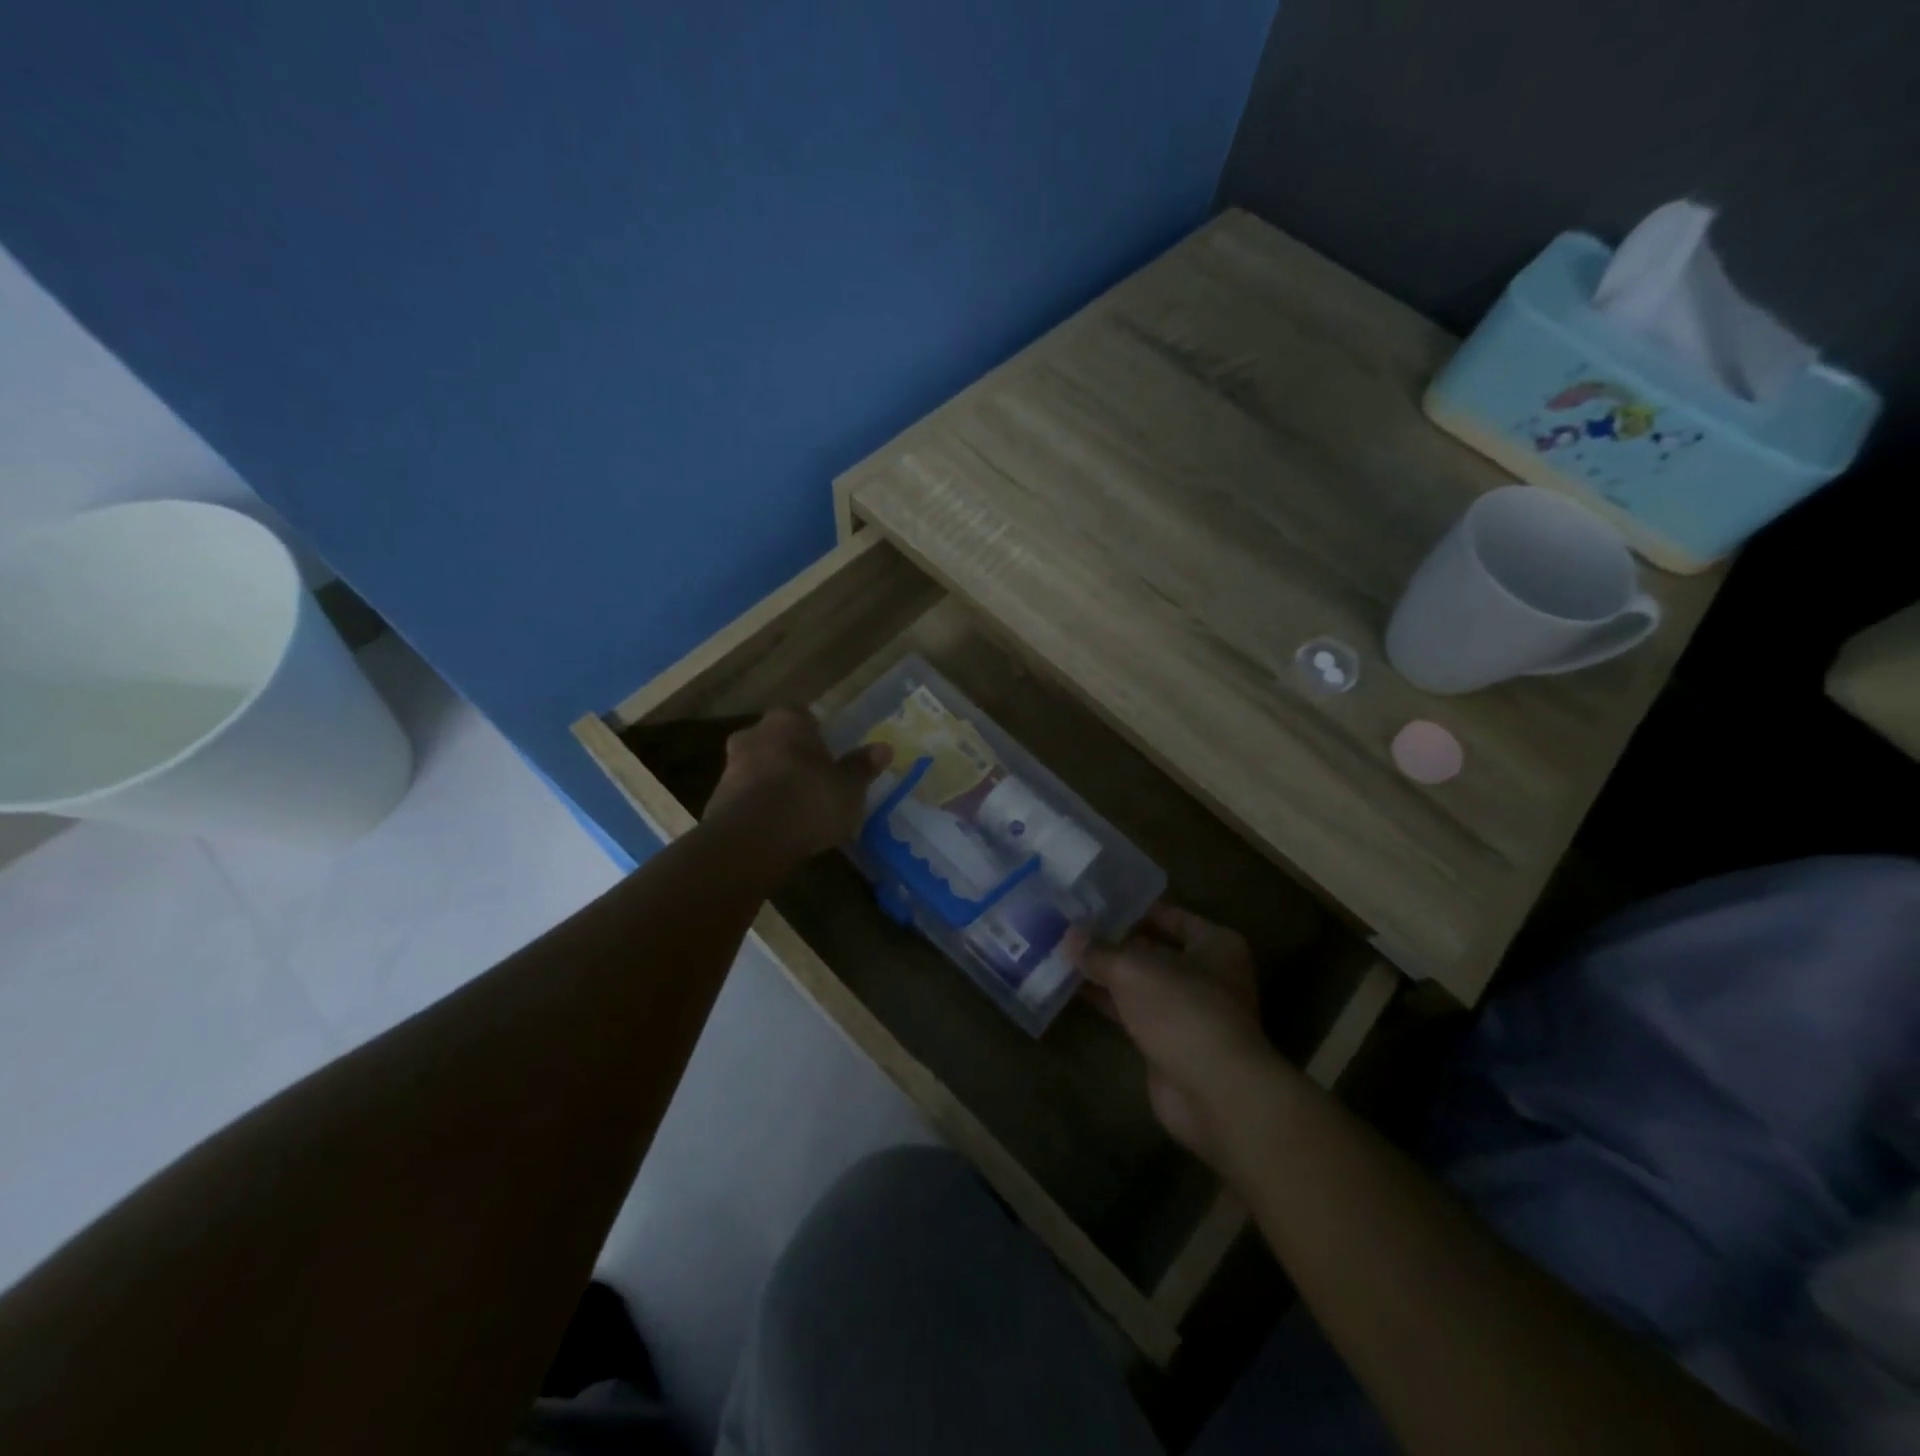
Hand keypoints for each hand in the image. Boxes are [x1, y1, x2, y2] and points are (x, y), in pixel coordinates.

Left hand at [704, 708, 891, 860]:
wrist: (751, 840)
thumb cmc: (809, 799)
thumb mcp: (849, 786)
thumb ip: (862, 766)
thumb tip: (884, 748)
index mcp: (787, 721)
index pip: (801, 714)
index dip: (815, 732)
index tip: (828, 752)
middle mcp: (754, 735)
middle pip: (776, 740)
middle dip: (791, 756)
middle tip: (813, 778)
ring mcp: (730, 768)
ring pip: (757, 768)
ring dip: (773, 782)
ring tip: (797, 808)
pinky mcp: (716, 802)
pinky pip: (745, 797)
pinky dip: (759, 807)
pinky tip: (777, 828)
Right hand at [1079, 905, 1283, 1184]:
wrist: (1213, 1092)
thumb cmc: (1182, 1010)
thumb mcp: (1133, 968)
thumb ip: (1099, 951)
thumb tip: (1069, 936)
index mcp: (1215, 944)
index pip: (1169, 915)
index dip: (1131, 909)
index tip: (1092, 903)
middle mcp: (1207, 974)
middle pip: (1153, 949)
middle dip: (1113, 942)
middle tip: (1070, 927)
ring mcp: (1188, 1011)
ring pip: (1140, 983)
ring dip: (1105, 973)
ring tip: (1062, 954)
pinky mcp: (1169, 1043)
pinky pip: (1132, 1012)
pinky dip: (1107, 1002)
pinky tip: (1072, 989)